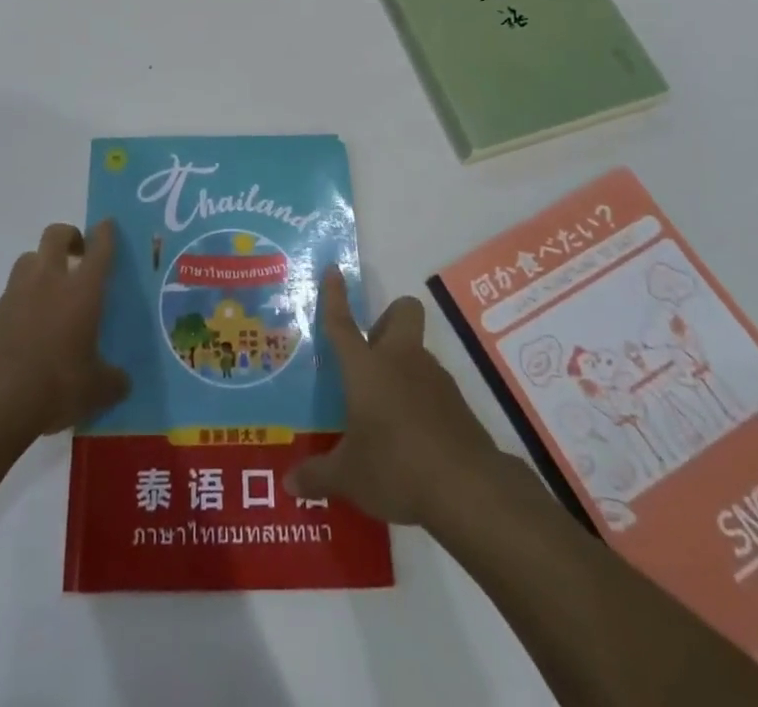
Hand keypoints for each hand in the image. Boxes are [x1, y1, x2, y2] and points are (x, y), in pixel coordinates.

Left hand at [0, 220, 129, 440]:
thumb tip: (122, 382)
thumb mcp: (94, 391)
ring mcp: (14, 295)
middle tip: (77, 253)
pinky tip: (24, 333)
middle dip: (68, 236)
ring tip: (49, 292)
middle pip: (55, 236)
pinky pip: (8, 297)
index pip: (98, 250)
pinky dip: (19, 304)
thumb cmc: (54, 386)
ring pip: (28, 260)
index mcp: (81, 292)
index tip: (106, 225)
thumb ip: (111, 381)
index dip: (104, 234)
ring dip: (40, 266)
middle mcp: (47, 282)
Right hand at [286, 266, 500, 526]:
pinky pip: (434, 387)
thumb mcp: (349, 477)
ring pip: (418, 351)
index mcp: (366, 368)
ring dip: (403, 366)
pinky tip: (413, 437)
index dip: (335, 295)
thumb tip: (289, 484)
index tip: (334, 269)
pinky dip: (422, 400)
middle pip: (402, 312)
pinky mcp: (458, 404)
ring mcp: (434, 379)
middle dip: (387, 318)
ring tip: (387, 409)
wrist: (468, 488)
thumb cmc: (396, 467)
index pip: (343, 323)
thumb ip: (317, 476)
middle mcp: (401, 360)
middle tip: (370, 352)